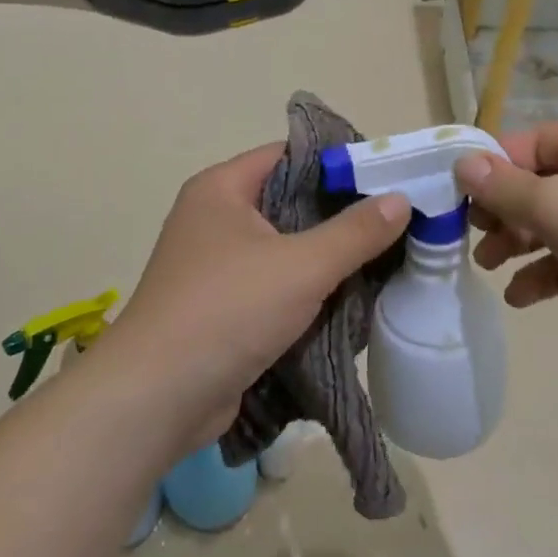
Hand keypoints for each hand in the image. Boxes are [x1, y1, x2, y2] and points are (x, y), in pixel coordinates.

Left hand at [98, 143, 408, 452]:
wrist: (156, 400)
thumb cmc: (227, 311)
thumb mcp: (301, 266)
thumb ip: (355, 232)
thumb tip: (401, 199)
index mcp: (222, 189)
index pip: (290, 156)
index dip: (339, 163)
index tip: (389, 178)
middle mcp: (215, 219)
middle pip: (291, 203)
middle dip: (342, 216)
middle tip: (397, 223)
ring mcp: (216, 266)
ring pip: (286, 249)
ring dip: (329, 259)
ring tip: (385, 261)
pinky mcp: (223, 308)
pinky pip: (276, 286)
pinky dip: (309, 292)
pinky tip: (351, 301)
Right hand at [454, 117, 557, 372]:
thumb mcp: (557, 203)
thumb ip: (504, 188)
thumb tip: (462, 163)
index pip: (528, 145)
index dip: (490, 169)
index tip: (457, 200)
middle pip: (537, 187)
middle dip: (502, 213)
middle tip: (474, 239)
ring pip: (551, 227)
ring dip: (517, 246)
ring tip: (490, 267)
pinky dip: (544, 277)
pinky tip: (521, 297)